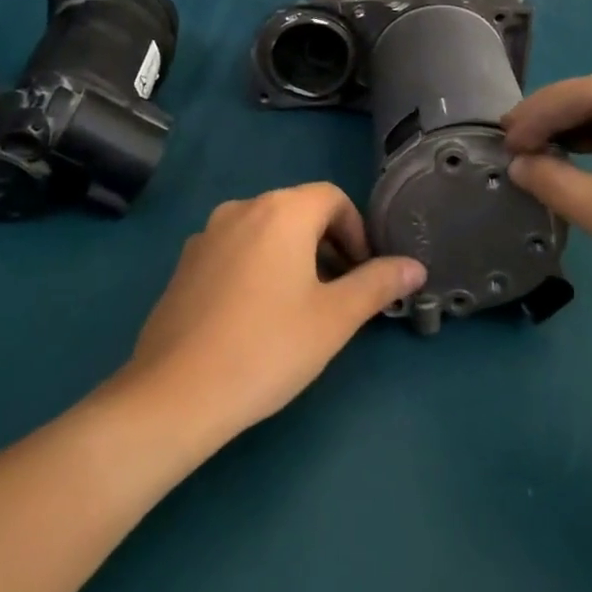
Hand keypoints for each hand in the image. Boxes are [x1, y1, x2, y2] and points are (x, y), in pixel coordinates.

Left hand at [122, 183, 426, 440]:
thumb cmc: (268, 348)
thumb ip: (378, 284)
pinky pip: (235, 250)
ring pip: (265, 231)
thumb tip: (415, 266)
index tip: (362, 273)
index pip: (333, 198)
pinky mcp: (184, 264)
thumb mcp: (335, 318)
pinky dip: (257, 266)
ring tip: (299, 306)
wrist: (176, 393)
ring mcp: (206, 235)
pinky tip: (255, 316)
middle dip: (327, 243)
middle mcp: (241, 209)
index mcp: (281, 211)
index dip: (357, 230)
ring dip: (292, 255)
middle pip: (298, 210)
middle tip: (338, 293)